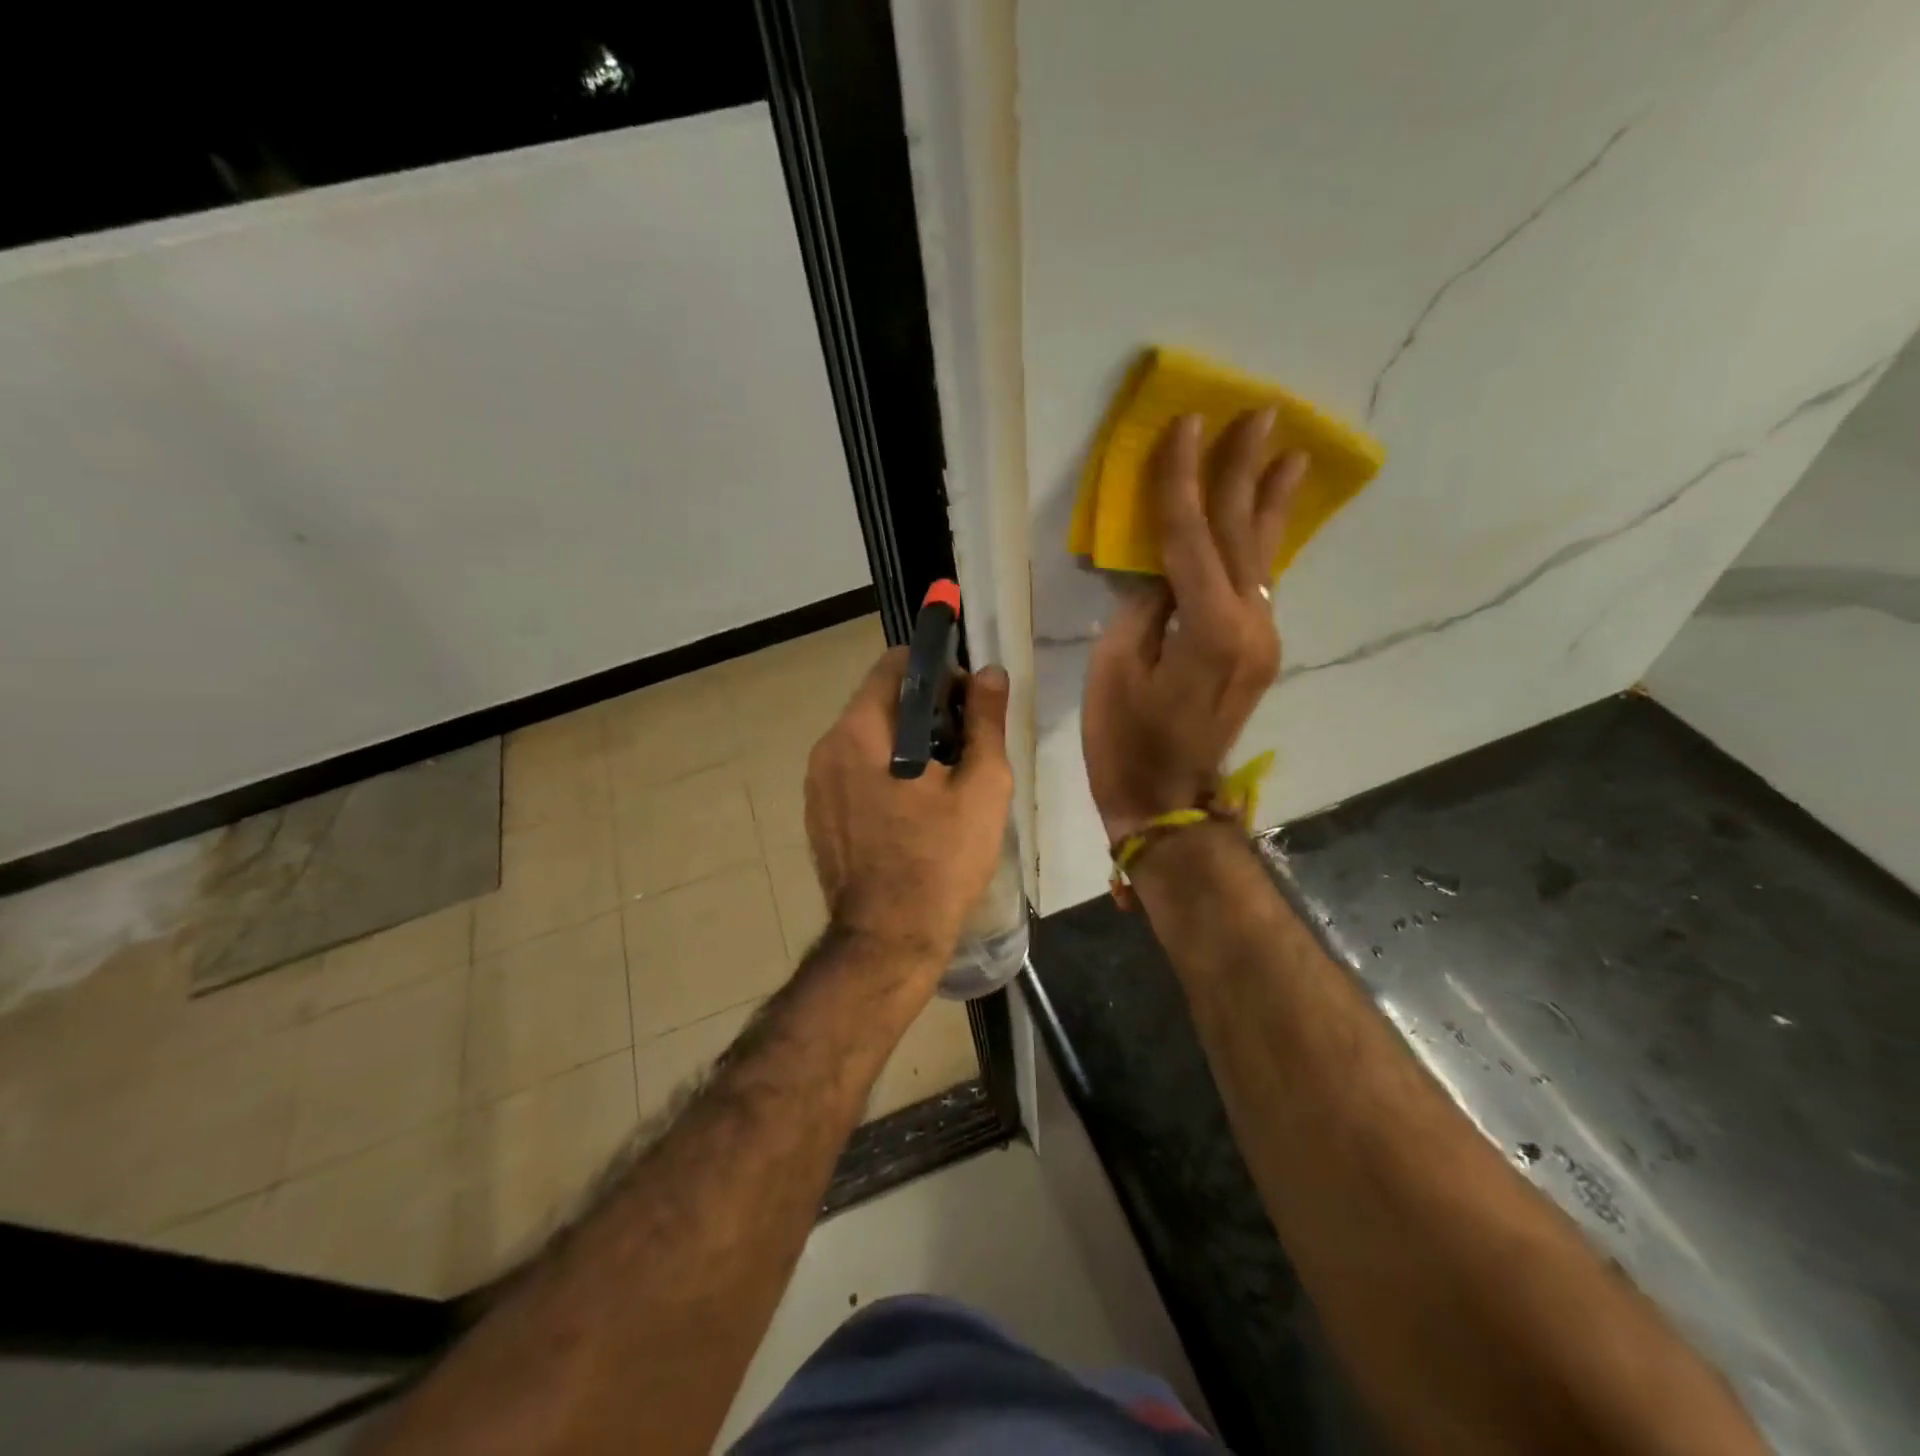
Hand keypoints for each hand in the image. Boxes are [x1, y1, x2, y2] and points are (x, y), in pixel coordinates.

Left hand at [805, 650, 1013, 964]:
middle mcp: (827, 747)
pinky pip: (852, 772)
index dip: (937, 673)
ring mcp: (816, 784)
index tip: (966, 703)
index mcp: (860, 731)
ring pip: (865, 739)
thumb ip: (985, 721)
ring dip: (902, 744)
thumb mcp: (981, 787)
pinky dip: (881, 773)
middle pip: (879, 702)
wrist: (889, 939)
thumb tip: (990, 673)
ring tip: (940, 783)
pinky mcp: (817, 814)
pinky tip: (911, 811)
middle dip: (923, 712)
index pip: (894, 666)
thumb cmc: (941, 860)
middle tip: (963, 748)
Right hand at [1083, 410, 1306, 841]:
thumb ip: (1143, 607)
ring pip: (1261, 559)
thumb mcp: (1115, 666)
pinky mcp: (1258, 654)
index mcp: (1209, 626)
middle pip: (1242, 535)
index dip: (1184, 478)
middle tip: (1261, 415)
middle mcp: (1250, 625)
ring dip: (1267, 505)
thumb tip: (1163, 573)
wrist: (1166, 799)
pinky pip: (1257, 586)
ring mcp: (1262, 640)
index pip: (1192, 535)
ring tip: (1287, 456)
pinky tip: (1263, 523)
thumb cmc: (1125, 739)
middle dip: (1245, 473)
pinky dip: (1257, 547)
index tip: (1187, 424)